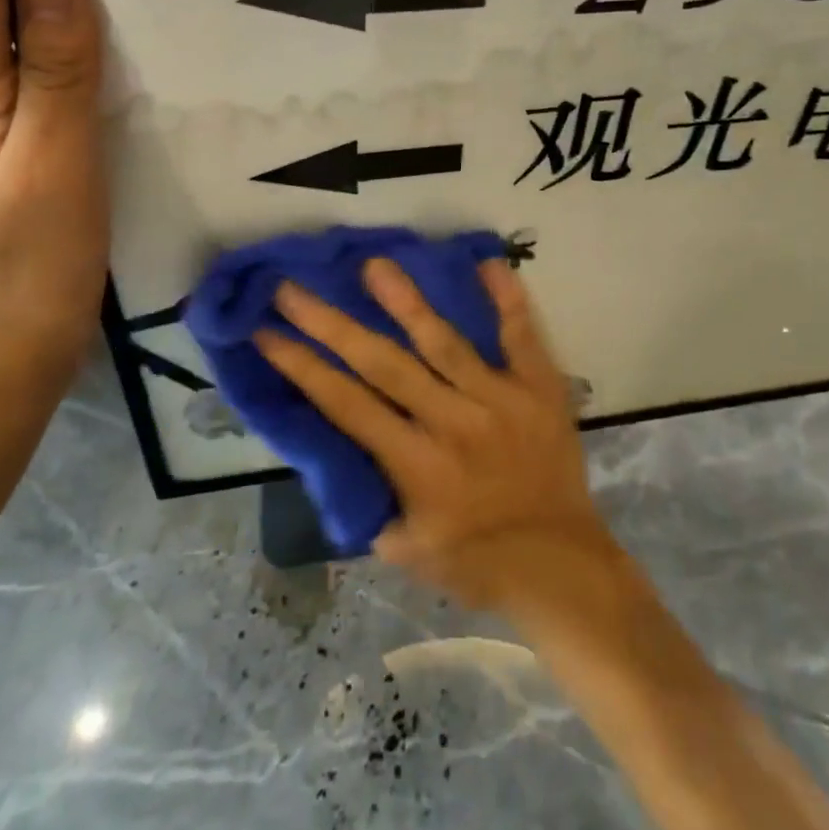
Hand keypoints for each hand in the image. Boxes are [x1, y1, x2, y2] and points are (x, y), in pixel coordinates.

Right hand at [258, 259, 629, 623]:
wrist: (562, 566)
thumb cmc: (477, 562)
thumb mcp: (406, 549)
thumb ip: (368, 500)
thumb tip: (336, 450)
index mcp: (416, 465)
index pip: (345, 404)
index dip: (302, 366)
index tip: (266, 331)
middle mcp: (452, 422)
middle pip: (382, 363)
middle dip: (331, 324)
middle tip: (292, 287)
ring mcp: (500, 399)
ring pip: (444, 341)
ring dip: (406, 301)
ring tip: (374, 264)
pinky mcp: (539, 388)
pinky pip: (522, 336)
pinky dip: (508, 300)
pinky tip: (489, 262)